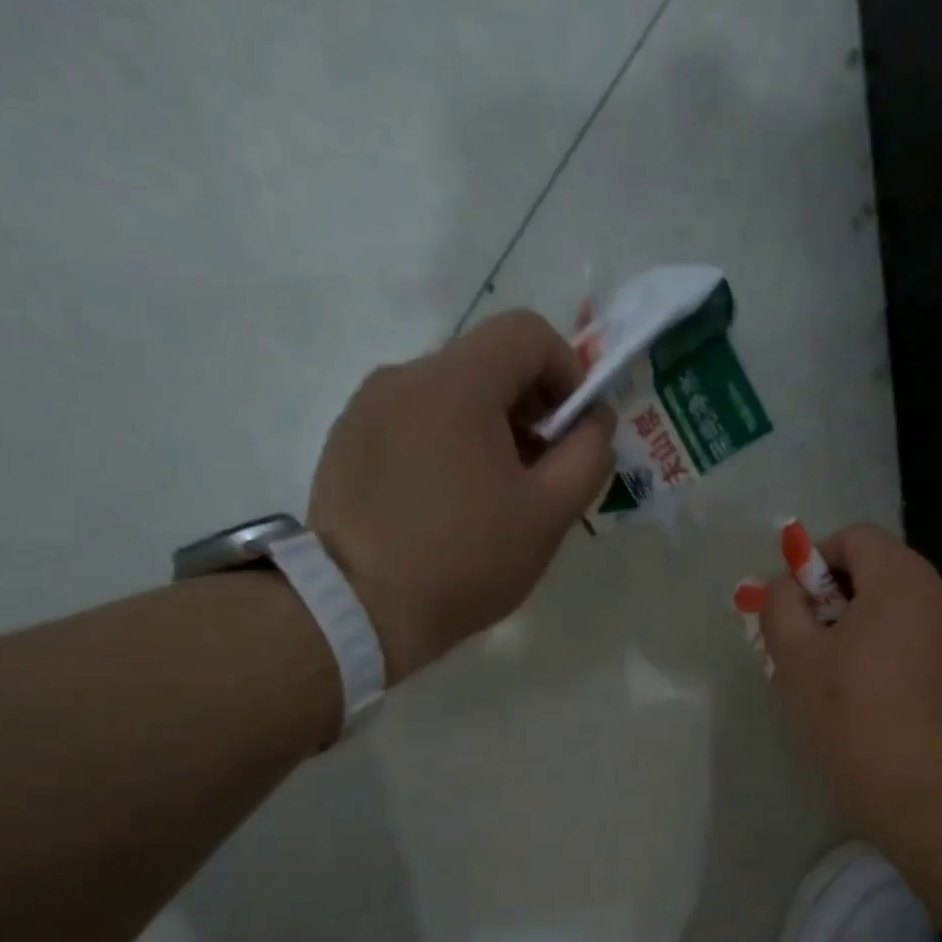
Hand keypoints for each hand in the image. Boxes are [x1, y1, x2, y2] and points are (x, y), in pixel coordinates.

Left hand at [307, 311, 616, 680]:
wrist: (357, 609)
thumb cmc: (465, 560)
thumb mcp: (548, 514)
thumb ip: (588, 455)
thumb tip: (595, 420)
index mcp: (458, 383)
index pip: (528, 333)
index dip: (568, 372)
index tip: (573, 431)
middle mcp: (405, 376)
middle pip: (487, 364)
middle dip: (529, 408)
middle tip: (540, 474)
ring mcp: (367, 407)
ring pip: (449, 395)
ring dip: (487, 430)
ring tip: (491, 497)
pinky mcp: (346, 440)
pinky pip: (412, 422)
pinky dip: (444, 446)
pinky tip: (445, 505)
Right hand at [761, 525, 941, 834]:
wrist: (919, 788)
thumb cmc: (849, 714)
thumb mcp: (795, 657)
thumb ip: (781, 606)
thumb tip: (786, 587)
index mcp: (901, 581)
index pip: (856, 537)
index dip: (816, 560)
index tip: (795, 604)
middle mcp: (938, 596)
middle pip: (880, 568)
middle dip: (835, 594)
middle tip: (807, 637)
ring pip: (899, 605)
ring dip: (860, 622)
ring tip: (833, 668)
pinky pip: (917, 637)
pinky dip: (887, 646)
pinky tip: (868, 692)